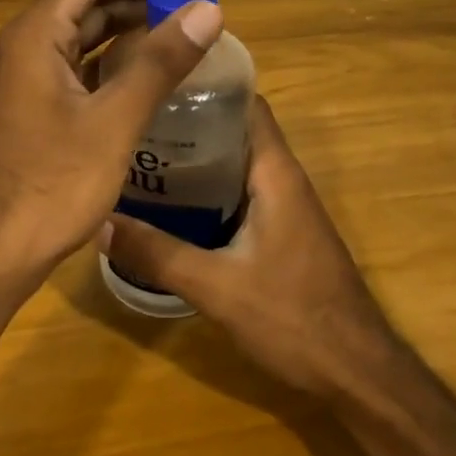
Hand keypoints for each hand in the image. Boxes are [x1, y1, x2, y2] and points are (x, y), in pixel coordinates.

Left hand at [0, 0, 223, 303]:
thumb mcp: (114, 121)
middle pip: (86, 2)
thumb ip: (160, 62)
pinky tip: (147, 76)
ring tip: (180, 33)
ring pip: (82, 36)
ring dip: (128, 29)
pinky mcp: (34, 109)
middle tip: (194, 5)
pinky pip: (78, 68)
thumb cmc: (52, 185)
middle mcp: (25, 47)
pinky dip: (113, 63)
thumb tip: (208, 10)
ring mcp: (26, 79)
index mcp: (35, 35)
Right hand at [103, 96, 400, 397]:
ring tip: (138, 158)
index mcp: (275, 174)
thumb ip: (158, 254)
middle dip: (186, 124)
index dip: (206, 86)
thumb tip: (97, 224)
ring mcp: (284, 208)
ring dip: (193, 161)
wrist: (357, 373)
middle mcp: (282, 181)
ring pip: (233, 166)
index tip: (157, 82)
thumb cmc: (295, 318)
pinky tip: (167, 208)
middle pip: (233, 131)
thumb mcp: (217, 287)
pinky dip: (205, 192)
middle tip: (132, 124)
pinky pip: (237, 195)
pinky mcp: (280, 234)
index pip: (246, 104)